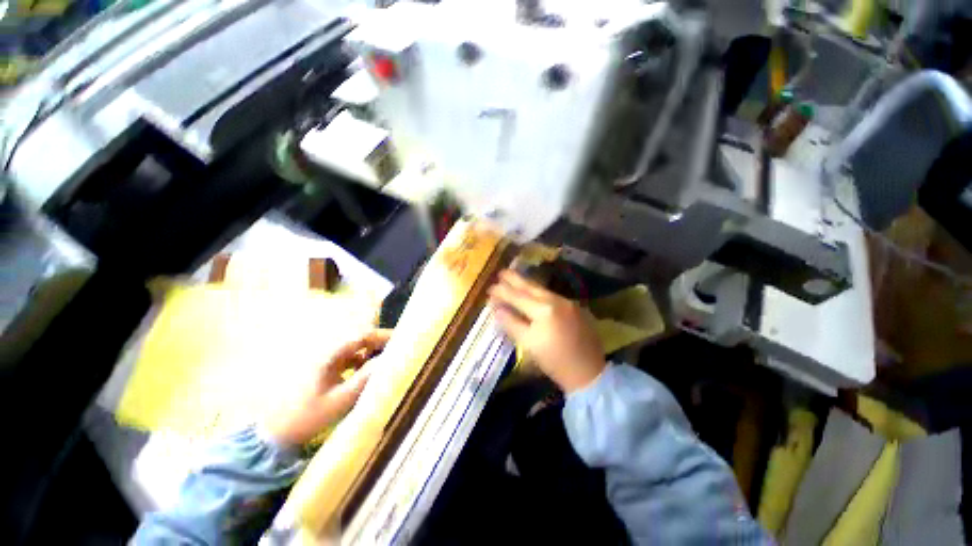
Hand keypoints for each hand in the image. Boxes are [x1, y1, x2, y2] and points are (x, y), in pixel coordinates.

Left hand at [267, 329, 391, 445]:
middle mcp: (328, 353)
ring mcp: (326, 362)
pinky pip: (349, 361)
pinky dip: (362, 364)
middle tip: (398, 352)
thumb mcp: (339, 400)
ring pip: (356, 350)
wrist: (276, 435)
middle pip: (360, 340)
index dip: (383, 336)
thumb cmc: (306, 416)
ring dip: (372, 354)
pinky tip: (367, 375)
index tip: (401, 340)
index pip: (362, 336)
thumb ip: (364, 379)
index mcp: (330, 355)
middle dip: (380, 344)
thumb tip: (387, 361)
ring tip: (386, 364)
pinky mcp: (325, 371)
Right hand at [488, 270, 605, 392]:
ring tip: (514, 278)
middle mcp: (557, 300)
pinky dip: (539, 293)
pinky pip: (552, 296)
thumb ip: (511, 323)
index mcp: (544, 310)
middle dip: (515, 279)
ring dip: (527, 284)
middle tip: (501, 272)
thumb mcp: (529, 344)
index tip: (489, 288)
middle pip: (531, 287)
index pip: (518, 297)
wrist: (589, 373)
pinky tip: (533, 293)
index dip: (502, 292)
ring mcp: (569, 302)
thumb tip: (496, 308)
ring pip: (543, 290)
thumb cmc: (554, 362)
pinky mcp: (576, 307)